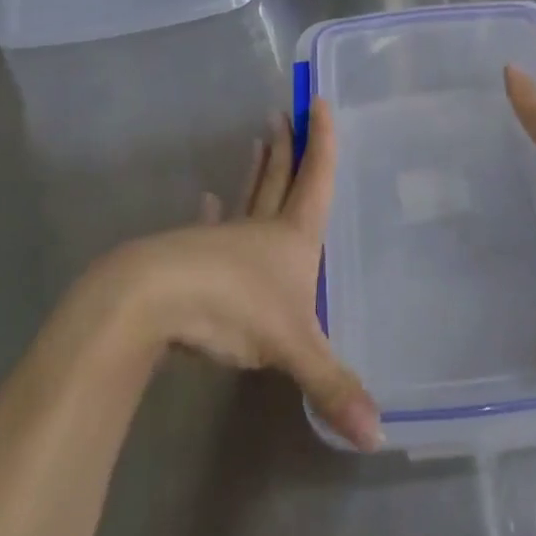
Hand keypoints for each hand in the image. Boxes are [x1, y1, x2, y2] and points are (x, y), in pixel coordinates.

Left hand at [90, 99, 382, 451]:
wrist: (155, 299)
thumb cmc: (233, 308)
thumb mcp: (292, 348)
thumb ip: (333, 387)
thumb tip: (380, 435)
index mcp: (294, 238)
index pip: (316, 178)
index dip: (323, 142)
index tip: (318, 100)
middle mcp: (263, 229)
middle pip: (281, 177)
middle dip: (289, 147)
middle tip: (288, 112)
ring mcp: (225, 238)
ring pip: (249, 195)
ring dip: (257, 169)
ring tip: (259, 140)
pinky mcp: (194, 254)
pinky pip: (211, 227)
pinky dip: (214, 213)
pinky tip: (209, 201)